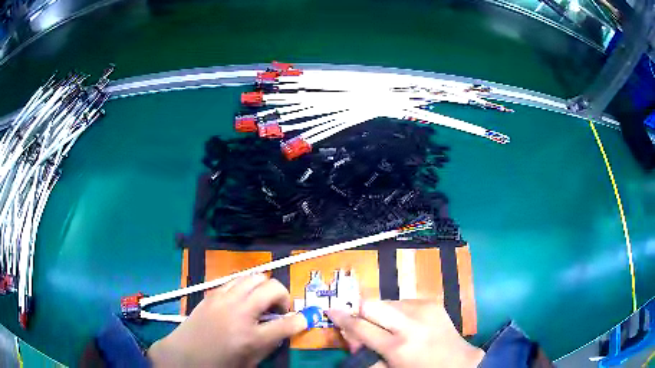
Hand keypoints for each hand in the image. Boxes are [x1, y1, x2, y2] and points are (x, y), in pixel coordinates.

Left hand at [148, 274, 306, 366]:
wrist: (184, 355)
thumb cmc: (219, 364)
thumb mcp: (250, 362)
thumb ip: (271, 344)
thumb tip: (284, 328)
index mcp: (250, 337)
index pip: (287, 323)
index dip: (300, 320)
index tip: (303, 319)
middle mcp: (239, 312)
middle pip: (272, 288)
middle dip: (284, 297)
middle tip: (279, 310)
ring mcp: (223, 299)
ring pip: (254, 277)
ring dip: (264, 287)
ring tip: (261, 301)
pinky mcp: (212, 293)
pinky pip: (235, 280)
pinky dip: (246, 286)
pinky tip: (242, 299)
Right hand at [328, 300, 484, 367]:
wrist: (459, 362)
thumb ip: (367, 355)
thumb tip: (352, 337)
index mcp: (398, 346)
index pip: (360, 327)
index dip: (342, 318)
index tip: (330, 310)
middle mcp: (410, 323)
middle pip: (371, 303)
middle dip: (360, 311)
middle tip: (361, 324)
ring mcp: (424, 309)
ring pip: (387, 301)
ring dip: (381, 313)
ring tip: (389, 328)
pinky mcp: (432, 302)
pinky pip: (403, 301)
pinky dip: (397, 312)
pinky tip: (405, 324)